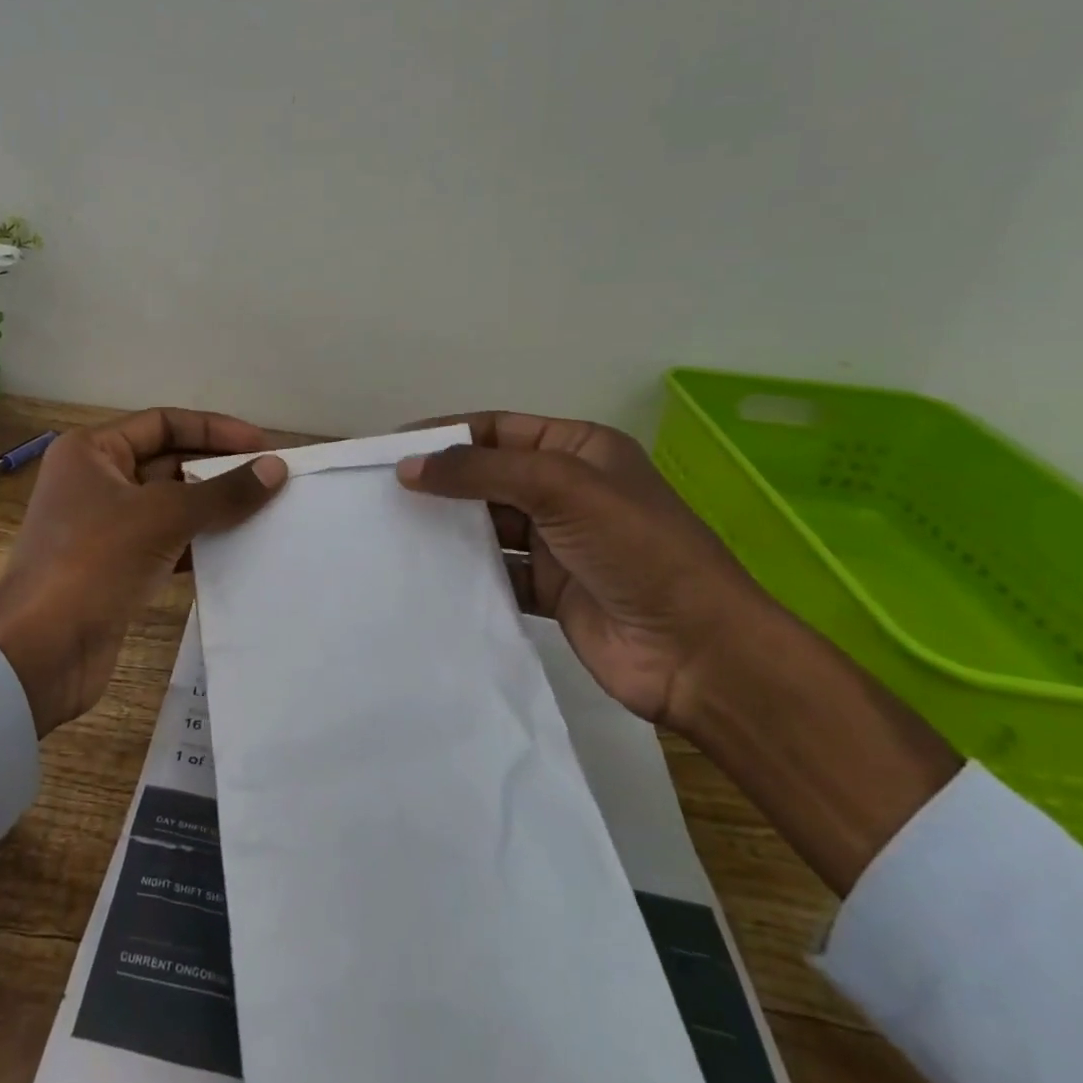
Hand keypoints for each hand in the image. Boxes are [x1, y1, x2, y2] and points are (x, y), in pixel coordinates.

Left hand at [0, 409, 286, 735]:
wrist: (39, 652)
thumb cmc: (93, 562)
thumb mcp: (162, 517)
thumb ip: (222, 493)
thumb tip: (275, 468)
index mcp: (92, 452)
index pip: (163, 424)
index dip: (214, 430)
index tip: (262, 445)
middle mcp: (96, 481)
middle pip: (169, 463)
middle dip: (218, 471)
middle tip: (271, 481)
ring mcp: (104, 526)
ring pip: (170, 506)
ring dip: (213, 509)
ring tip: (266, 513)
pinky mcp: (115, 567)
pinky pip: (166, 543)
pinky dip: (198, 544)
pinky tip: (237, 550)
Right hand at [398, 411, 960, 893]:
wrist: (699, 653)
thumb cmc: (635, 548)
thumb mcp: (560, 488)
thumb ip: (481, 472)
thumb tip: (408, 466)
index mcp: (580, 450)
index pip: (498, 429)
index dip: (446, 434)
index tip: (392, 447)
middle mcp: (568, 491)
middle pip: (490, 476)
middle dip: (442, 481)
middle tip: (382, 491)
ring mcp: (560, 542)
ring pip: (489, 523)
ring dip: (450, 526)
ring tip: (392, 530)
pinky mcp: (551, 589)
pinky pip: (496, 569)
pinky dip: (466, 569)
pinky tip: (427, 573)